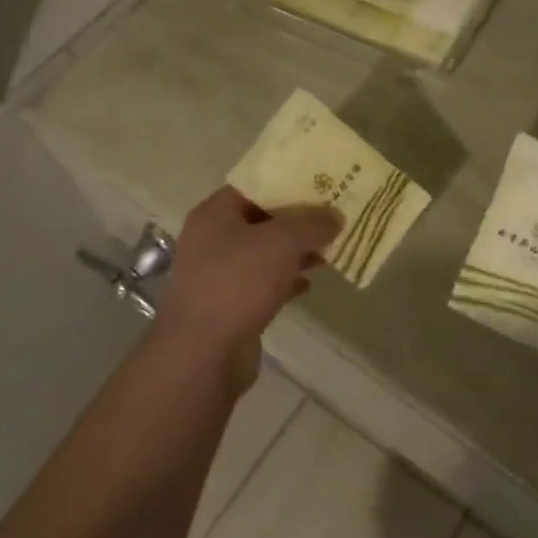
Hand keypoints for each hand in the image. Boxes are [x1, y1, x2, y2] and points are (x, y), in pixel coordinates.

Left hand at [153, 188, 340, 390]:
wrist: (202, 353)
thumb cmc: (237, 282)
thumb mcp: (281, 242)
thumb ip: (311, 224)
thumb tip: (335, 216)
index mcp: (215, 214)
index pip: (254, 186)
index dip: (287, 183)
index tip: (320, 183)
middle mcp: (213, 240)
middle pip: (261, 220)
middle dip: (297, 219)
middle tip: (333, 215)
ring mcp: (220, 275)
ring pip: (265, 254)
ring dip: (296, 251)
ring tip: (331, 248)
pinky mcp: (231, 306)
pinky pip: (265, 284)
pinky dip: (287, 281)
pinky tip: (311, 283)